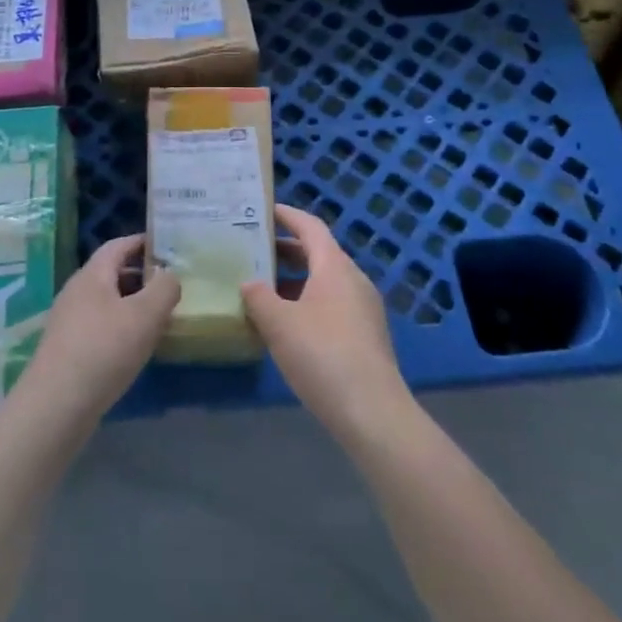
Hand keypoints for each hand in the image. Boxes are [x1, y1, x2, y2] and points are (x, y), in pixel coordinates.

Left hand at [20, 235, 179, 427]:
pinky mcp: (67, 348)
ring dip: (133, 304)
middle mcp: (76, 291)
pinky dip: (121, 327)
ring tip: (160, 317)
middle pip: (112, 273)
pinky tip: (136, 347)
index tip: (168, 246)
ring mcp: (69, 320)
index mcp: (92, 275)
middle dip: (141, 276)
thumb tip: (169, 275)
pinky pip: (100, 325)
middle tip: (171, 286)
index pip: (118, 245)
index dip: (143, 242)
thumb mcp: (145, 315)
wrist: (56, 405)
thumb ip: (164, 288)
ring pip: (107, 301)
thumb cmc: (104, 350)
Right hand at [243, 205, 410, 442]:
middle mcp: (353, 279)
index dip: (286, 215)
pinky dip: (307, 301)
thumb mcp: (279, 323)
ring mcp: (364, 308)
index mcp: (335, 266)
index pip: (310, 226)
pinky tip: (286, 323)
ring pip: (324, 281)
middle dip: (286, 250)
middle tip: (253, 249)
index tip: (262, 210)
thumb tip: (250, 283)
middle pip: (318, 253)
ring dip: (295, 279)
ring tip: (263, 287)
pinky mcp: (366, 335)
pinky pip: (332, 304)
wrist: (372, 411)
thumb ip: (258, 297)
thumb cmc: (322, 355)